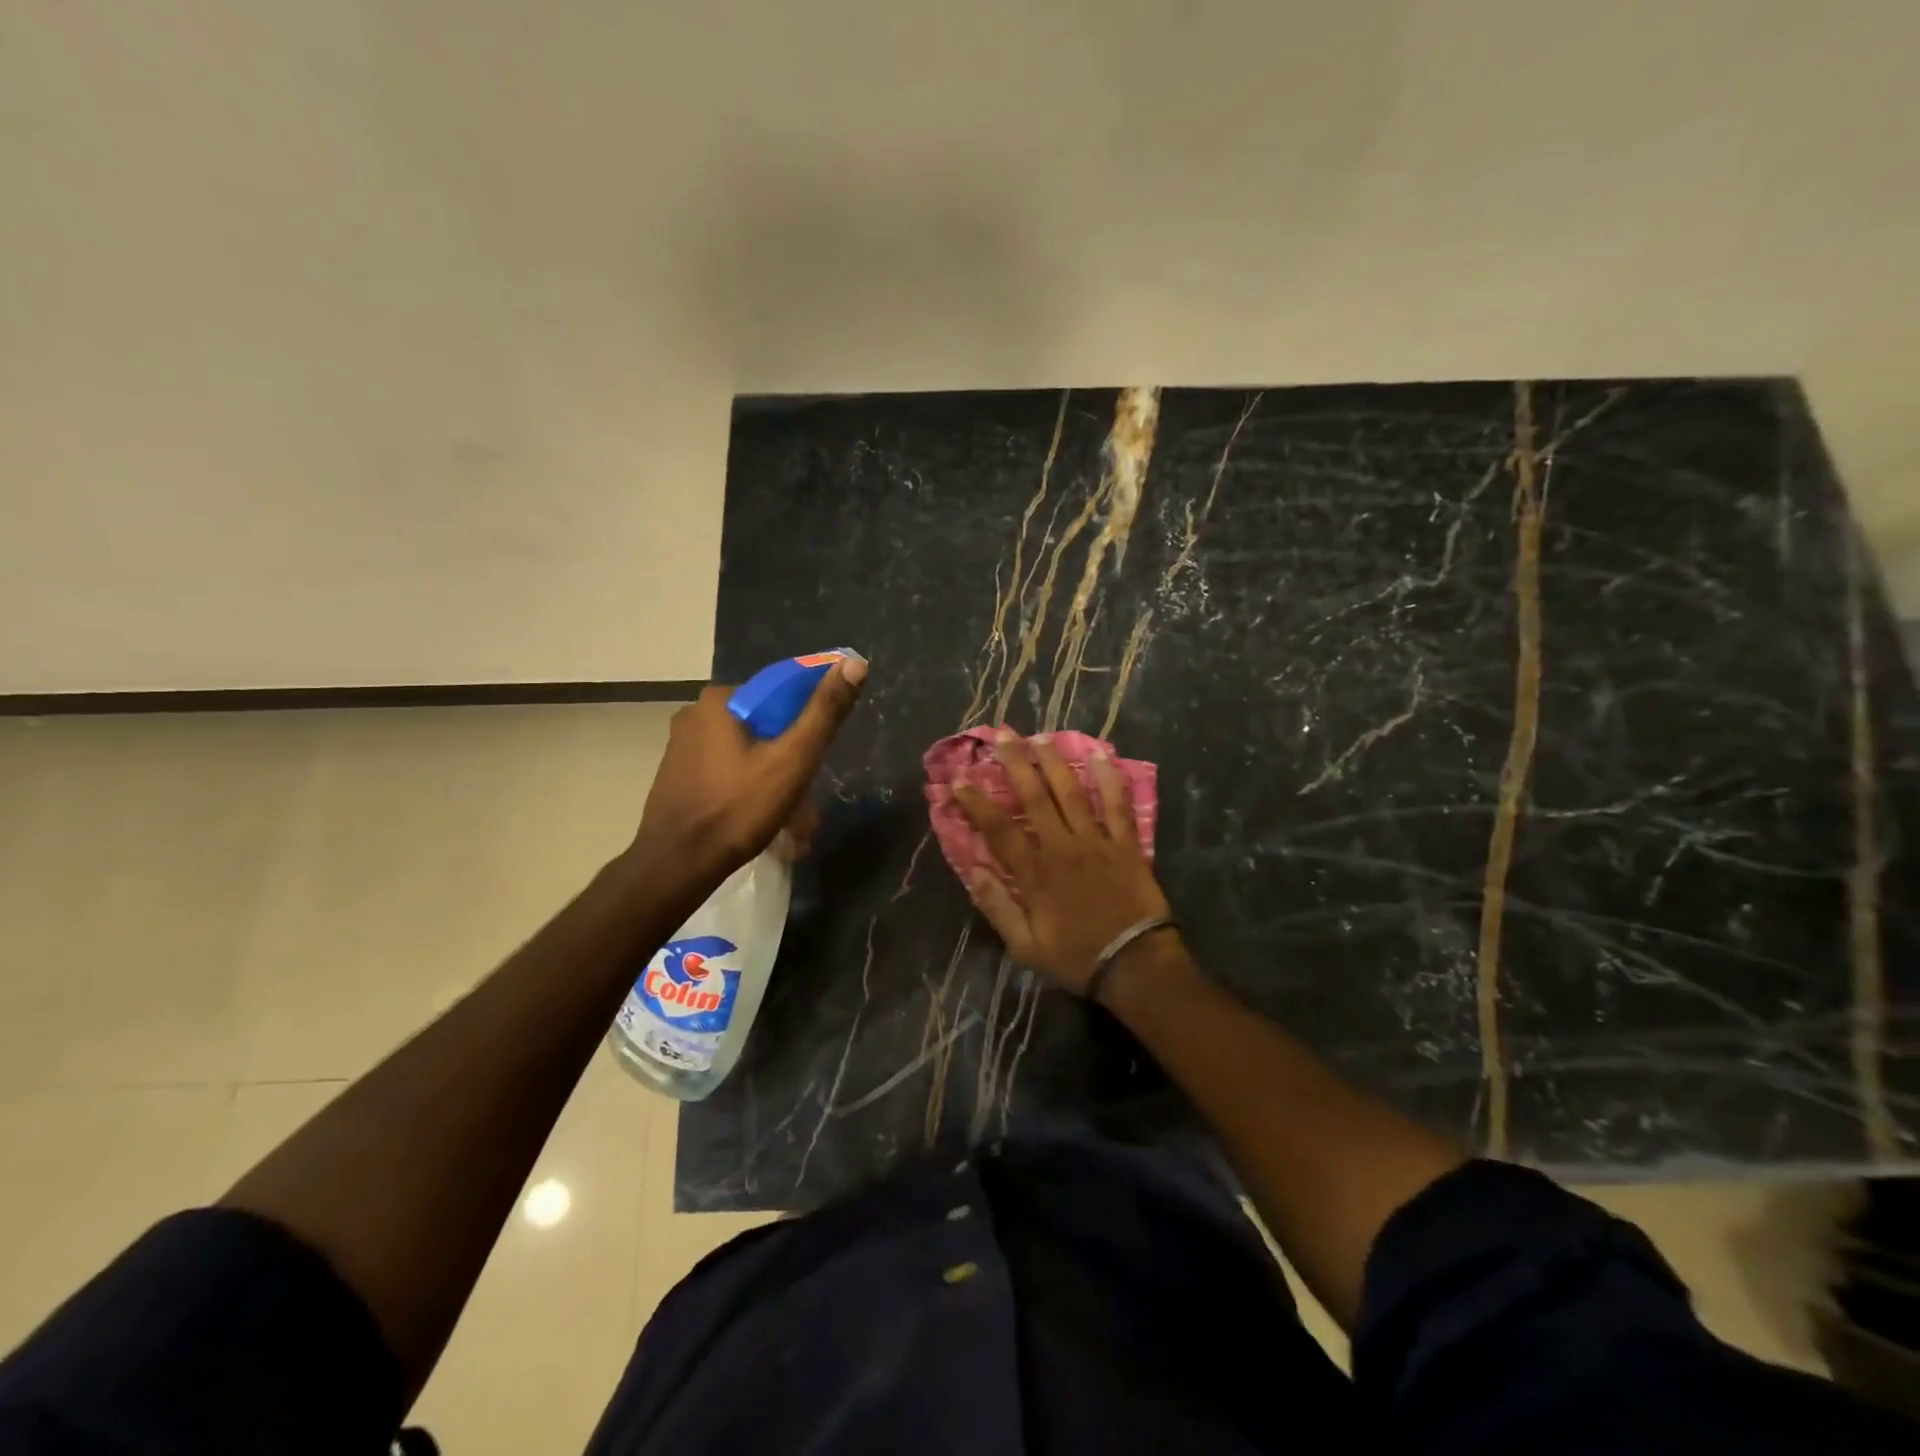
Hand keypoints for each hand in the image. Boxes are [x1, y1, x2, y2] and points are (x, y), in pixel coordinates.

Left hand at [635, 658, 866, 878]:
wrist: (677, 865)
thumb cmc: (738, 808)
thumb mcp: (792, 759)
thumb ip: (824, 711)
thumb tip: (855, 662)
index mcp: (720, 699)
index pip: (781, 695)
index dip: (809, 724)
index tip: (819, 759)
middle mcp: (695, 714)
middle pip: (766, 728)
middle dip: (792, 765)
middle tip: (808, 806)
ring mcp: (682, 747)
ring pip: (748, 754)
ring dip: (775, 784)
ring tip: (794, 825)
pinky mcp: (677, 776)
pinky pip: (727, 773)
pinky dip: (750, 791)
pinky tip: (764, 823)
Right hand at [953, 731, 1170, 994]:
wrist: (1135, 965)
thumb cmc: (1076, 957)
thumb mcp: (1025, 947)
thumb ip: (997, 907)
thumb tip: (973, 870)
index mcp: (1034, 872)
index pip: (998, 828)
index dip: (976, 802)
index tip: (959, 780)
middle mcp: (1062, 847)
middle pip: (1034, 796)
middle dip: (1015, 763)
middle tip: (1002, 734)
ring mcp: (1096, 841)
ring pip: (1071, 792)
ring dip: (1053, 761)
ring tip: (1039, 736)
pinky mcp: (1126, 843)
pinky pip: (1117, 804)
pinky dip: (1109, 778)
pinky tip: (1100, 753)